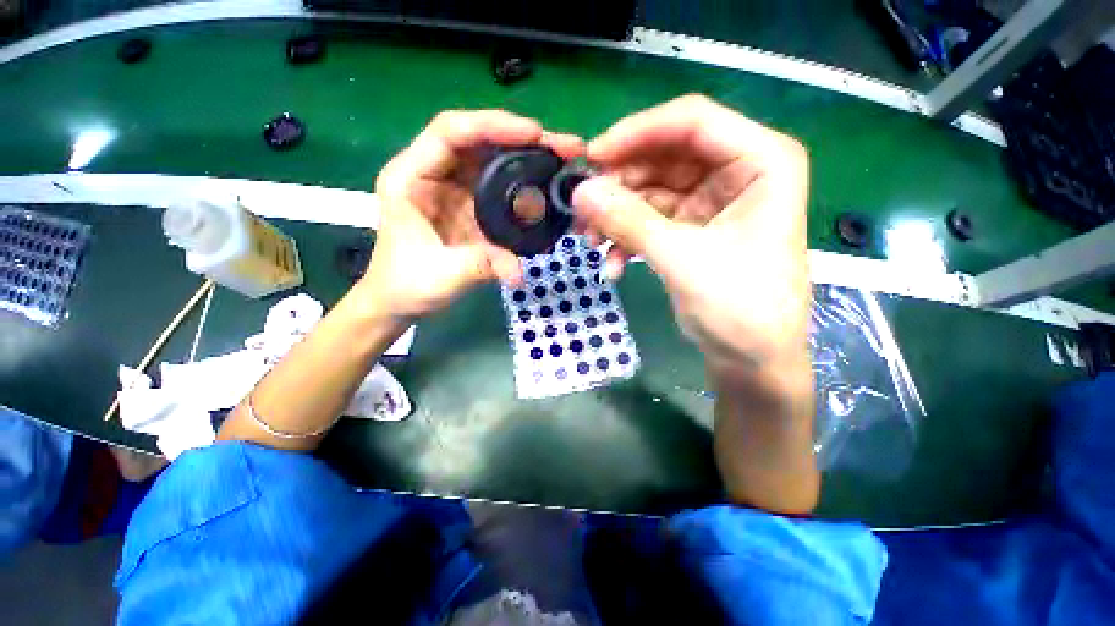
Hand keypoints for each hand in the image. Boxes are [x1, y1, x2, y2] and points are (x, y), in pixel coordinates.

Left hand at [363, 110, 583, 318]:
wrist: (400, 300)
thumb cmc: (407, 284)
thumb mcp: (442, 275)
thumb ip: (480, 266)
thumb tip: (520, 270)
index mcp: (411, 177)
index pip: (450, 133)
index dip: (492, 126)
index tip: (535, 135)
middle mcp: (434, 173)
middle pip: (480, 140)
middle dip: (525, 139)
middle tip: (567, 148)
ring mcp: (454, 188)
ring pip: (494, 159)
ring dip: (530, 156)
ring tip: (565, 161)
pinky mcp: (471, 205)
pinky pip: (501, 184)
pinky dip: (527, 181)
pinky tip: (549, 185)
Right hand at [573, 95, 810, 379]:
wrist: (751, 359)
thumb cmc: (738, 307)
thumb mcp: (681, 259)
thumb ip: (629, 221)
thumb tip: (579, 192)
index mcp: (760, 161)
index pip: (692, 122)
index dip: (637, 133)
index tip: (591, 157)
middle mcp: (737, 171)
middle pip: (665, 156)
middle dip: (620, 184)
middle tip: (583, 209)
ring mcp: (711, 201)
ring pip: (650, 190)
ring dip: (617, 215)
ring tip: (590, 241)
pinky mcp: (691, 228)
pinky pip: (649, 219)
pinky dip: (627, 238)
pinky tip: (615, 264)